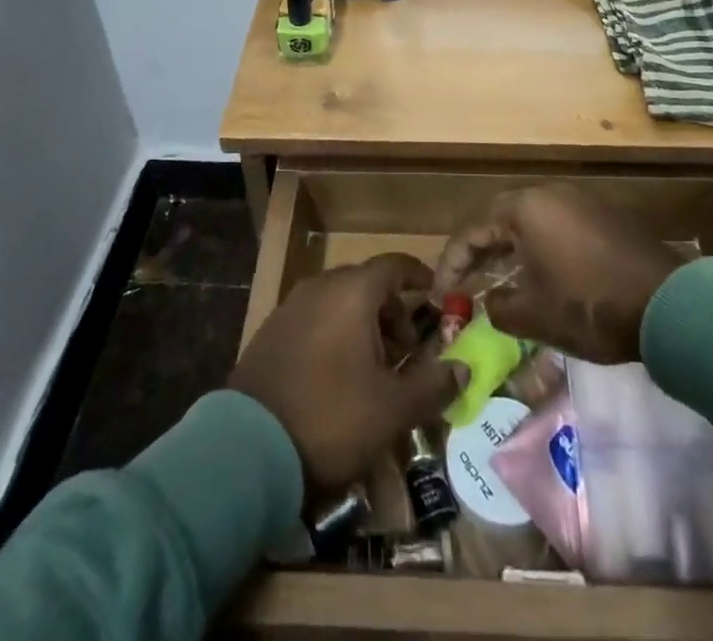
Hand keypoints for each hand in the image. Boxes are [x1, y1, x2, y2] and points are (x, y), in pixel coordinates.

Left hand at [229, 254, 466, 490]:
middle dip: (391, 310)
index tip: (435, 294)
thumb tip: (463, 369)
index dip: (418, 275)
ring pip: (339, 301)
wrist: (248, 447)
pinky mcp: (271, 332)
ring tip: (373, 368)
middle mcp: (321, 287)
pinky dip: (334, 333)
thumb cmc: (332, 416)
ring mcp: (291, 307)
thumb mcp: (393, 409)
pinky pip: (314, 319)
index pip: (394, 265)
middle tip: (406, 349)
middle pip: (366, 283)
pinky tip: (337, 375)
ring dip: (362, 324)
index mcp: (353, 292)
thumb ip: (433, 385)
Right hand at [432, 184, 683, 364]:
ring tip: (497, 281)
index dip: (452, 263)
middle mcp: (549, 193)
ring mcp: (580, 201)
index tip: (439, 294)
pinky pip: (557, 227)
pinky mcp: (605, 216)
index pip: (472, 230)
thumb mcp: (534, 315)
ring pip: (530, 222)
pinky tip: (540, 276)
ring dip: (509, 250)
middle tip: (464, 284)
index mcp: (525, 207)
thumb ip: (499, 307)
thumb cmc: (590, 305)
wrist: (669, 305)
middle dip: (479, 253)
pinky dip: (539, 249)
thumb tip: (491, 302)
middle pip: (500, 218)